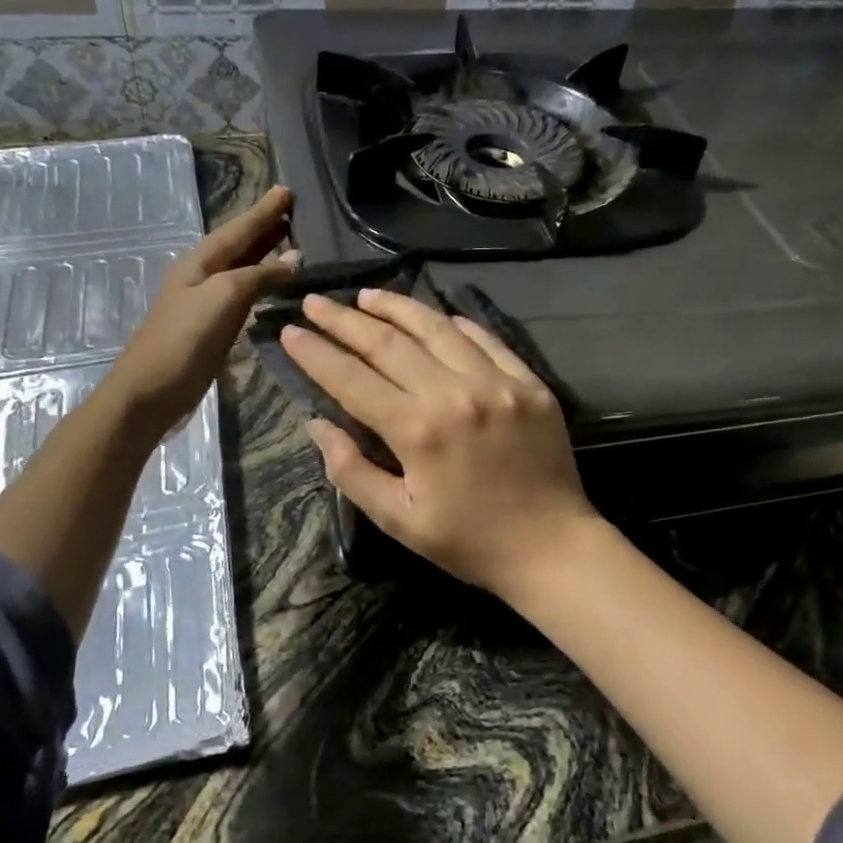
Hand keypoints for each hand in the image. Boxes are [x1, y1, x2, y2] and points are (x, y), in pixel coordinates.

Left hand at [106, 185, 297, 434]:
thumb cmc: (185, 340)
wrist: (151, 392)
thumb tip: (293, 259)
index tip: (287, 190)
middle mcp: (203, 275)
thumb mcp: (223, 298)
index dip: (264, 211)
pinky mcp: (213, 326)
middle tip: (293, 211)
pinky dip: (262, 282)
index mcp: (201, 262)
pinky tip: (274, 285)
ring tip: (292, 241)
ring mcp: (207, 302)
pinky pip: (244, 294)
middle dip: (265, 227)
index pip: (239, 229)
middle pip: (240, 244)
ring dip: (266, 253)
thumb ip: (258, 276)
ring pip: (243, 268)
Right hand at [279, 288, 600, 596]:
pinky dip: (453, 323)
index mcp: (417, 431)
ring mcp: (497, 382)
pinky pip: (485, 338)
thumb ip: (352, 471)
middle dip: (344, 320)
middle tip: (316, 301)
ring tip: (366, 296)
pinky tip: (432, 316)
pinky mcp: (529, 382)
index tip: (290, 332)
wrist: (552, 546)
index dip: (316, 354)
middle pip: (388, 343)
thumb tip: (317, 423)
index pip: (352, 379)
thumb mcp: (399, 521)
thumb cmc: (469, 542)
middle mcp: (454, 394)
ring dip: (396, 307)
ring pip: (436, 328)